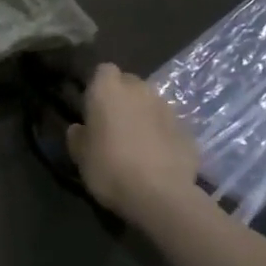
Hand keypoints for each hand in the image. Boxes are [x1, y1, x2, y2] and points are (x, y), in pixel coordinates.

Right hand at [66, 64, 200, 219]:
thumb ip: (77, 136)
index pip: (103, 70)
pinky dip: (163, 135)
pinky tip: (157, 157)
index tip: (93, 106)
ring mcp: (167, 109)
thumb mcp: (80, 155)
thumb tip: (80, 129)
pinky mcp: (188, 130)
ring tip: (137, 142)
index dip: (99, 85)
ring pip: (151, 103)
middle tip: (114, 123)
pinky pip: (169, 125)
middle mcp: (139, 91)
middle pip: (130, 83)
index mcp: (107, 90)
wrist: (160, 195)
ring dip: (144, 115)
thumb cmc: (109, 168)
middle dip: (123, 97)